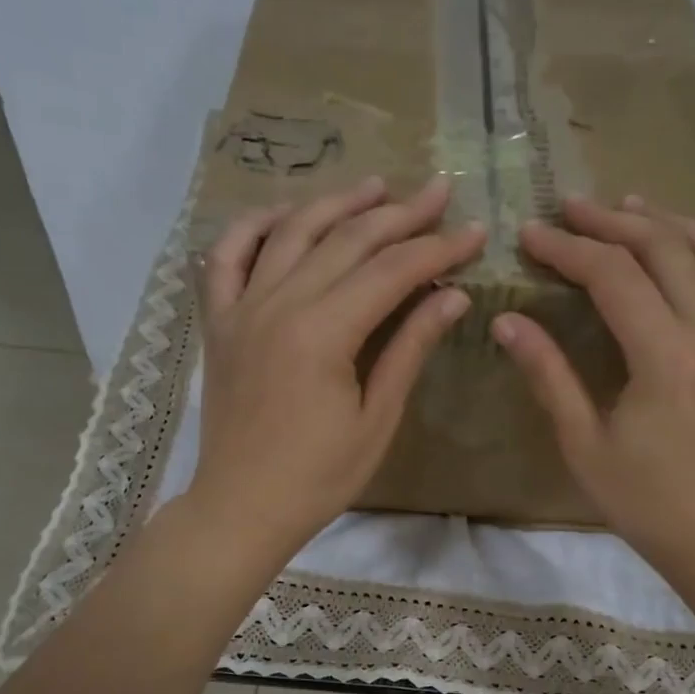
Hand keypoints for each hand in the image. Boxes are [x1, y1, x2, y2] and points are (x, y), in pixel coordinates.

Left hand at [189, 175, 483, 561]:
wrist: (242, 506)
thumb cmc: (318, 477)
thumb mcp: (376, 419)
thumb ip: (410, 349)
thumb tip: (452, 295)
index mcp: (323, 333)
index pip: (392, 271)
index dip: (438, 248)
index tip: (475, 231)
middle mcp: (279, 304)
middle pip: (346, 240)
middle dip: (399, 214)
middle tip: (438, 192)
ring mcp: (241, 308)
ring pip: (291, 233)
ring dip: (336, 204)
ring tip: (375, 187)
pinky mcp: (219, 321)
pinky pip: (228, 256)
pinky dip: (254, 226)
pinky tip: (284, 212)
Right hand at [491, 195, 694, 576]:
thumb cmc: (643, 499)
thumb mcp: (583, 442)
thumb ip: (548, 374)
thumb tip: (508, 321)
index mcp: (665, 355)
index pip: (612, 276)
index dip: (567, 249)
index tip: (531, 234)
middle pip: (664, 247)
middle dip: (612, 222)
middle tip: (572, 208)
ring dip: (669, 222)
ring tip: (630, 208)